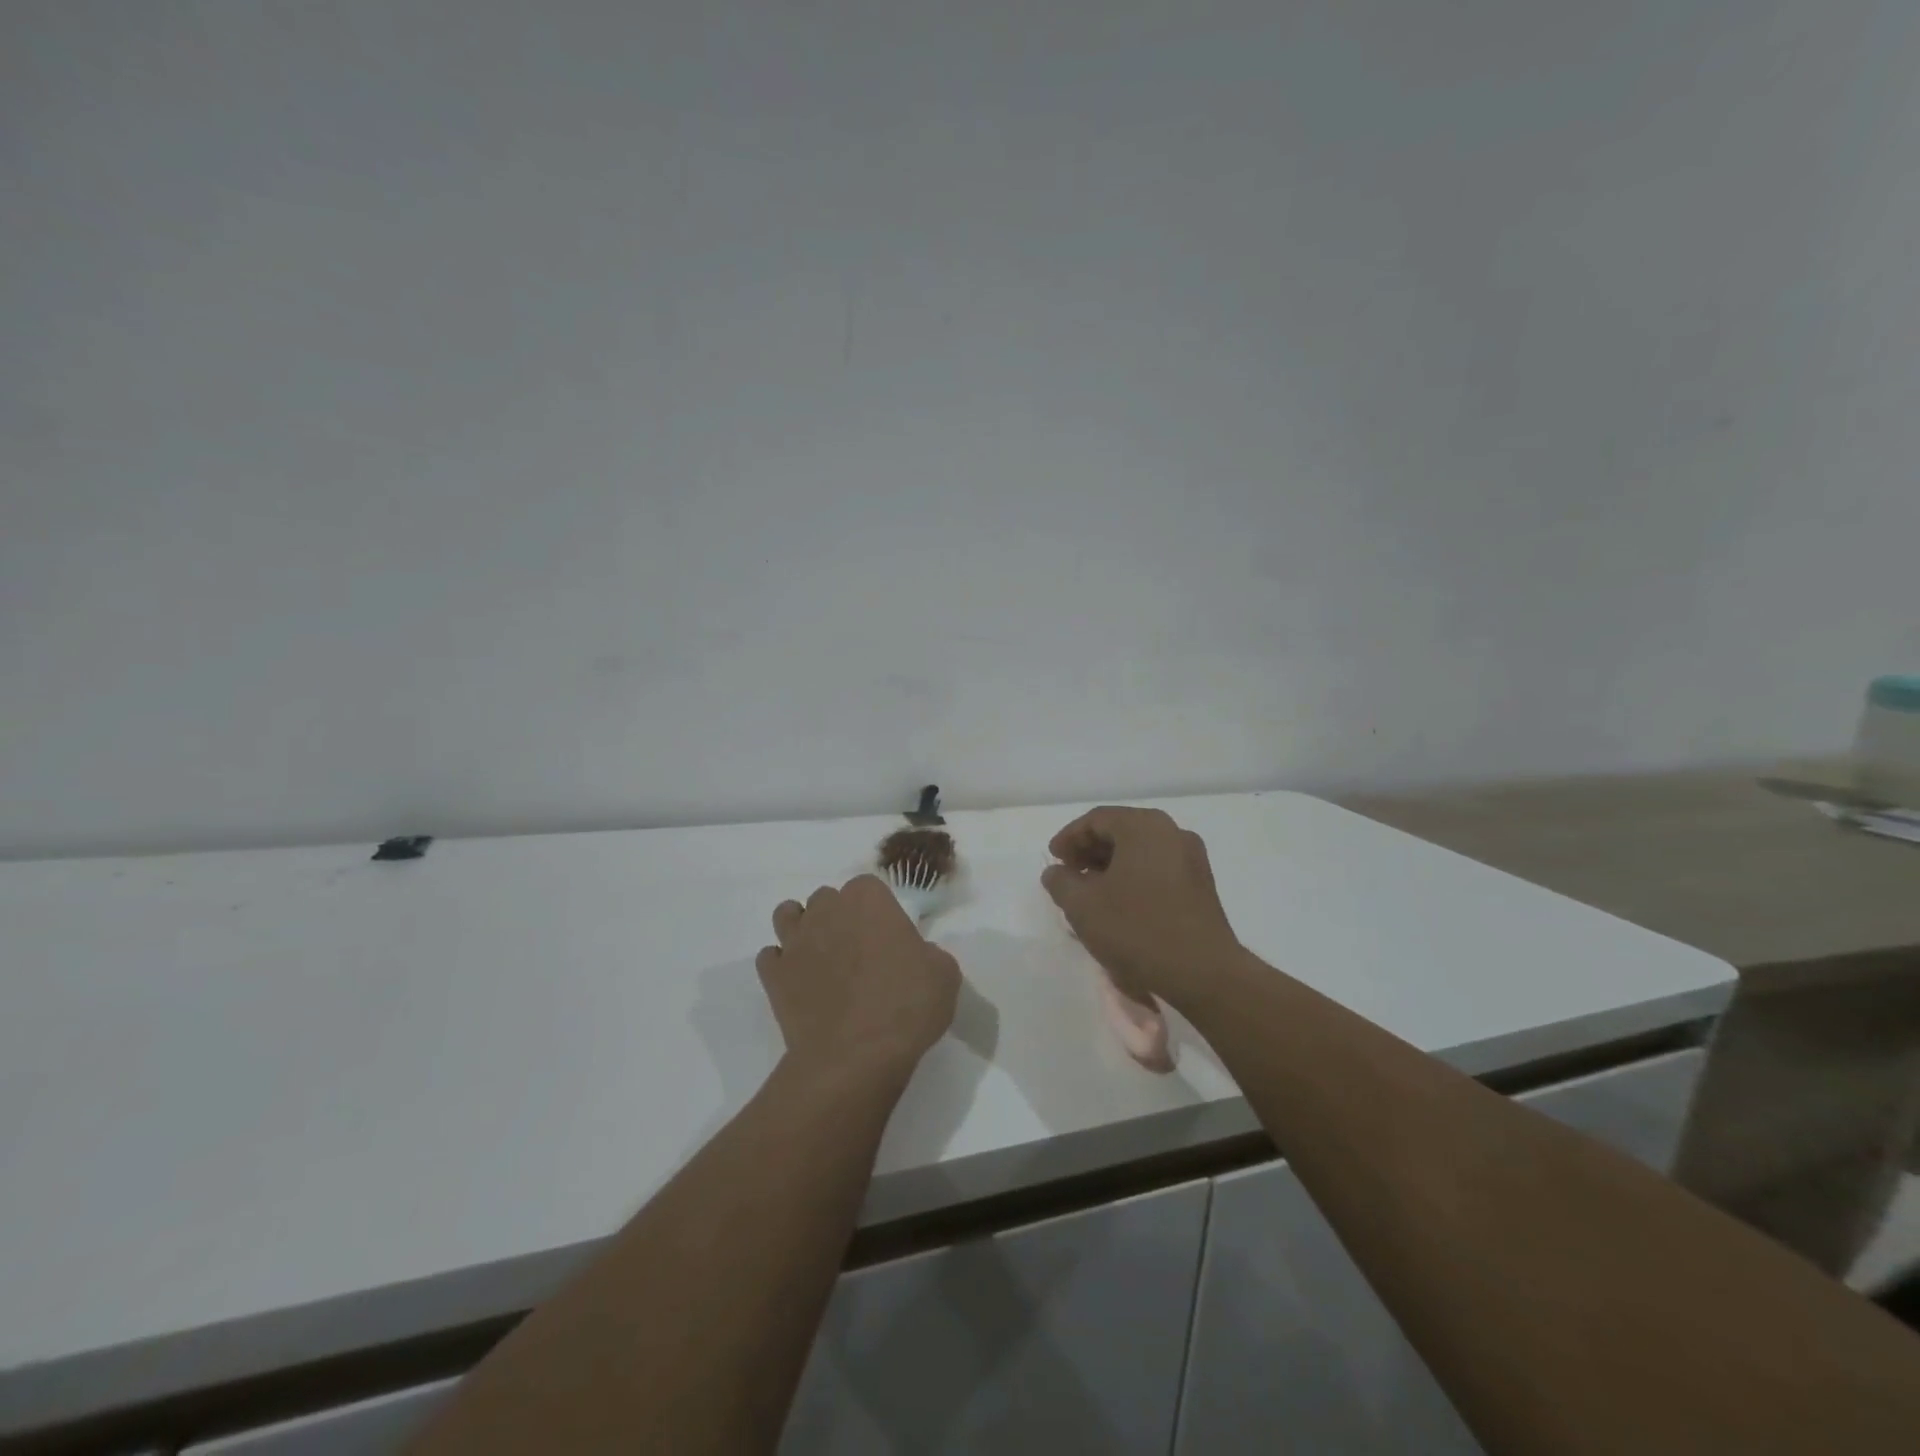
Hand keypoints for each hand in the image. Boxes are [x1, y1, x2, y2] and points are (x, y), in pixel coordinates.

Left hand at [757, 875, 959, 1076]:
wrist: (854, 1057)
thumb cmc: (906, 1007)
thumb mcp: (944, 974)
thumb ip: (927, 953)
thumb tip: (915, 956)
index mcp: (868, 900)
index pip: (868, 887)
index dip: (877, 910)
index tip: (888, 937)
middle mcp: (826, 910)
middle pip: (827, 899)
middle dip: (839, 916)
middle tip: (858, 950)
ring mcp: (795, 941)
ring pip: (788, 915)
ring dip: (802, 928)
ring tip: (821, 956)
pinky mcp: (774, 975)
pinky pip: (771, 957)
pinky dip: (782, 965)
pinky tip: (799, 982)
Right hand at [1041, 807, 1243, 1007]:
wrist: (1203, 973)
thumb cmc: (1137, 930)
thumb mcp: (1083, 906)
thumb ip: (1061, 882)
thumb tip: (1056, 872)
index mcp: (1144, 826)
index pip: (1097, 819)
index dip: (1069, 837)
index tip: (1054, 860)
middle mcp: (1172, 832)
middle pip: (1121, 831)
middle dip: (1090, 850)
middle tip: (1068, 874)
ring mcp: (1191, 859)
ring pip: (1140, 851)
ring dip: (1111, 865)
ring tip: (1090, 892)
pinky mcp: (1201, 885)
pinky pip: (1158, 868)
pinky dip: (1133, 877)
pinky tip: (1120, 904)